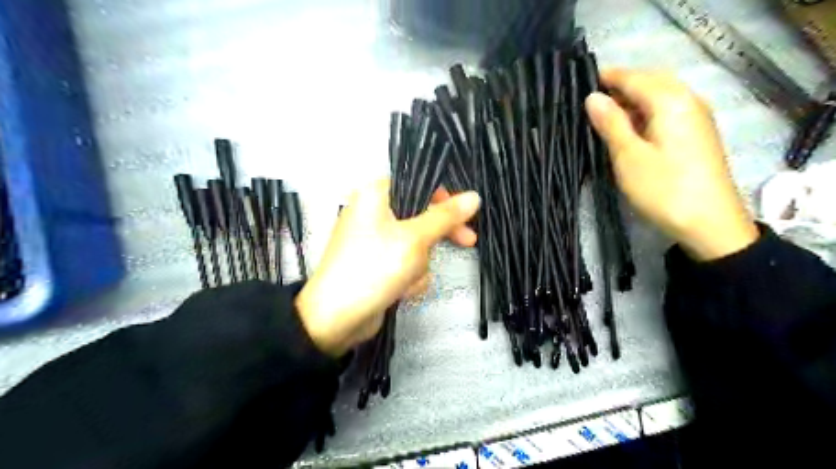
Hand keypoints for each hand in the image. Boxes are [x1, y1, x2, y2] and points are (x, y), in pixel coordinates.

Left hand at [295, 180, 479, 354]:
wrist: (337, 319)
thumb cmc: (374, 268)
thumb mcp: (415, 239)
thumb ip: (445, 217)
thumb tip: (473, 196)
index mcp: (375, 195)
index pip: (417, 184)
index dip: (443, 197)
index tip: (465, 213)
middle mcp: (373, 213)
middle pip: (419, 215)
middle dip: (436, 238)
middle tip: (467, 241)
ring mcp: (374, 241)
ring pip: (416, 244)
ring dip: (420, 264)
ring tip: (409, 278)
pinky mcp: (377, 263)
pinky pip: (405, 262)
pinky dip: (409, 276)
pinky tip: (402, 291)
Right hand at [584, 69, 763, 261]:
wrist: (709, 223)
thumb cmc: (664, 189)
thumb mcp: (629, 156)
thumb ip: (611, 123)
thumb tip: (593, 97)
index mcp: (671, 101)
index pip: (634, 77)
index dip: (606, 77)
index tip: (579, 82)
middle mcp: (688, 101)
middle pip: (650, 81)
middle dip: (620, 86)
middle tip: (590, 101)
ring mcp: (696, 117)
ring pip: (659, 96)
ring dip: (632, 100)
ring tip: (604, 115)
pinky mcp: (697, 134)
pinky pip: (667, 111)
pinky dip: (645, 112)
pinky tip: (630, 128)